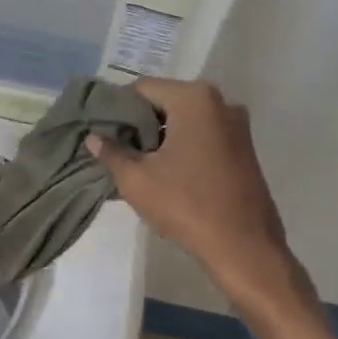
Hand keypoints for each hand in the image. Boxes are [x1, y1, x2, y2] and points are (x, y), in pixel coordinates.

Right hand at [88, 79, 337, 338]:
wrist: (244, 248)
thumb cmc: (186, 206)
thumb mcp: (136, 180)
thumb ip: (111, 152)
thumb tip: (93, 137)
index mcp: (194, 99)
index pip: (141, 90)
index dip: (116, 109)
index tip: (101, 132)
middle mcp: (220, 102)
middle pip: (164, 102)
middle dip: (138, 123)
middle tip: (115, 148)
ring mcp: (236, 125)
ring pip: (184, 120)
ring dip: (159, 136)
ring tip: (136, 162)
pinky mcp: (243, 148)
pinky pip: (202, 135)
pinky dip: (181, 145)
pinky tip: (165, 171)